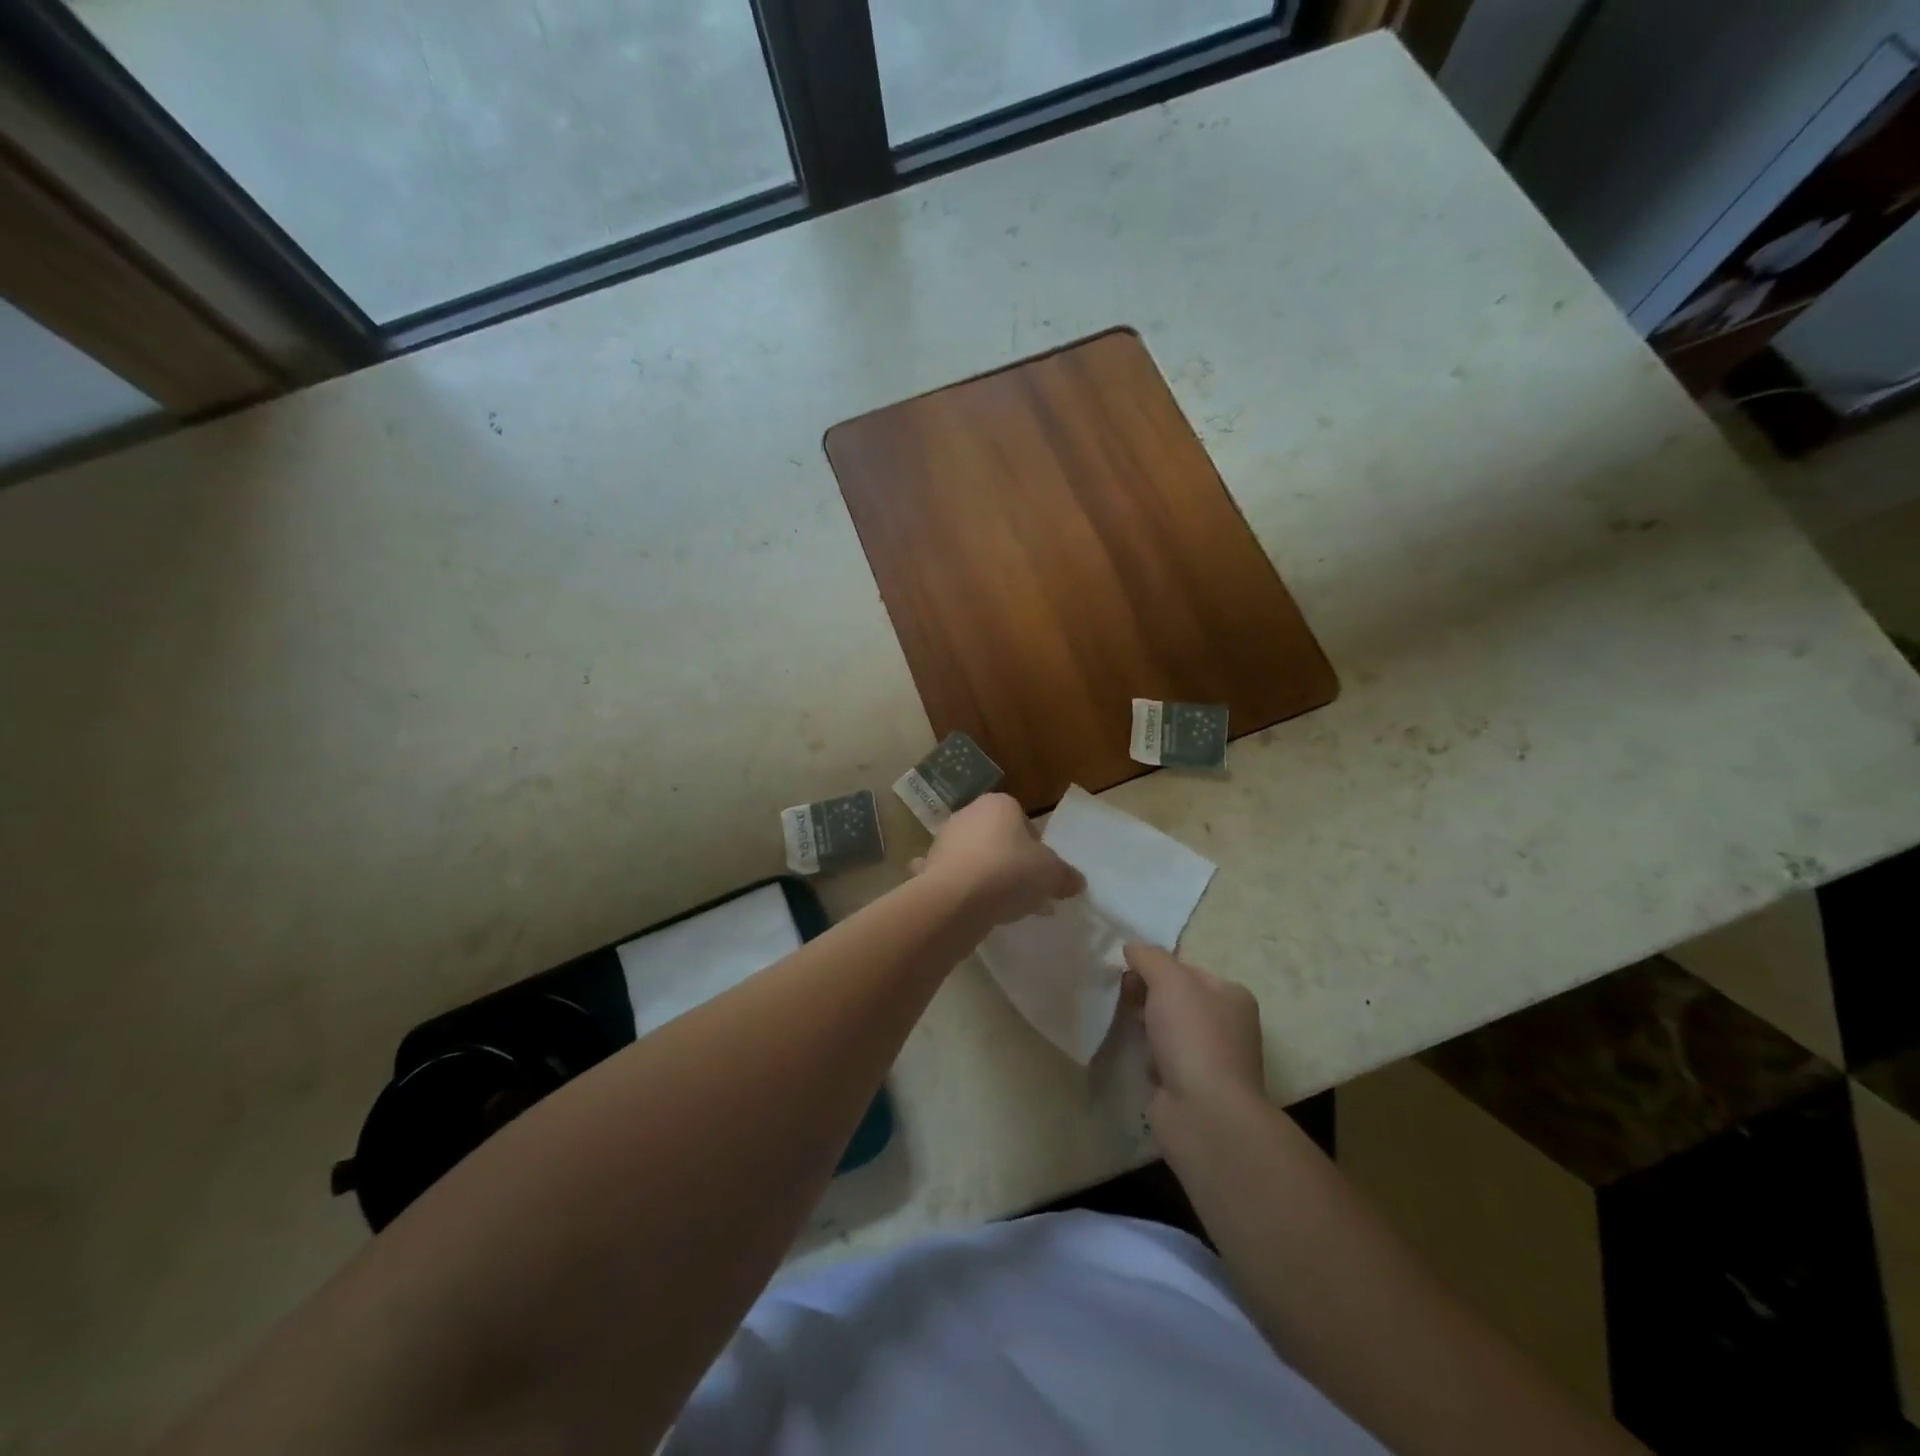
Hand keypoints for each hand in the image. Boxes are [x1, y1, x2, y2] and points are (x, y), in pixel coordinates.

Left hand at [913, 793, 1084, 927]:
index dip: (1036, 848)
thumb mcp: (1051, 874)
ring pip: (974, 857)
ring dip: (986, 876)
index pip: (1023, 821)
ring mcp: (944, 841)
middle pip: (997, 839)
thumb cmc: (1009, 872)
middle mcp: (968, 814)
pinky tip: (969, 907)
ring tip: (1002, 907)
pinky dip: (959, 888)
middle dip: (1010, 862)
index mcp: (999, 804)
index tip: (1041, 873)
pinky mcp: (928, 867)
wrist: (956, 899)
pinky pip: (952, 877)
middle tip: (1025, 891)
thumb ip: (1066, 876)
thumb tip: (1076, 882)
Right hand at [1124, 944, 1265, 1115]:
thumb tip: (1132, 947)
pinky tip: (1143, 1063)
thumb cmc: (1193, 1036)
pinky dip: (1151, 1059)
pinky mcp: (1194, 1087)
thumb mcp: (1170, 980)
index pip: (1186, 970)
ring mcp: (1212, 1059)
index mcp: (1232, 996)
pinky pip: (1164, 1061)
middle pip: (1176, 999)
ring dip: (1147, 1029)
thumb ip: (1149, 957)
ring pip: (1168, 1030)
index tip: (1128, 973)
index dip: (1155, 968)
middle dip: (1148, 998)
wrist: (1205, 1113)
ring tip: (1133, 1033)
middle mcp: (1228, 1025)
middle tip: (1124, 1000)